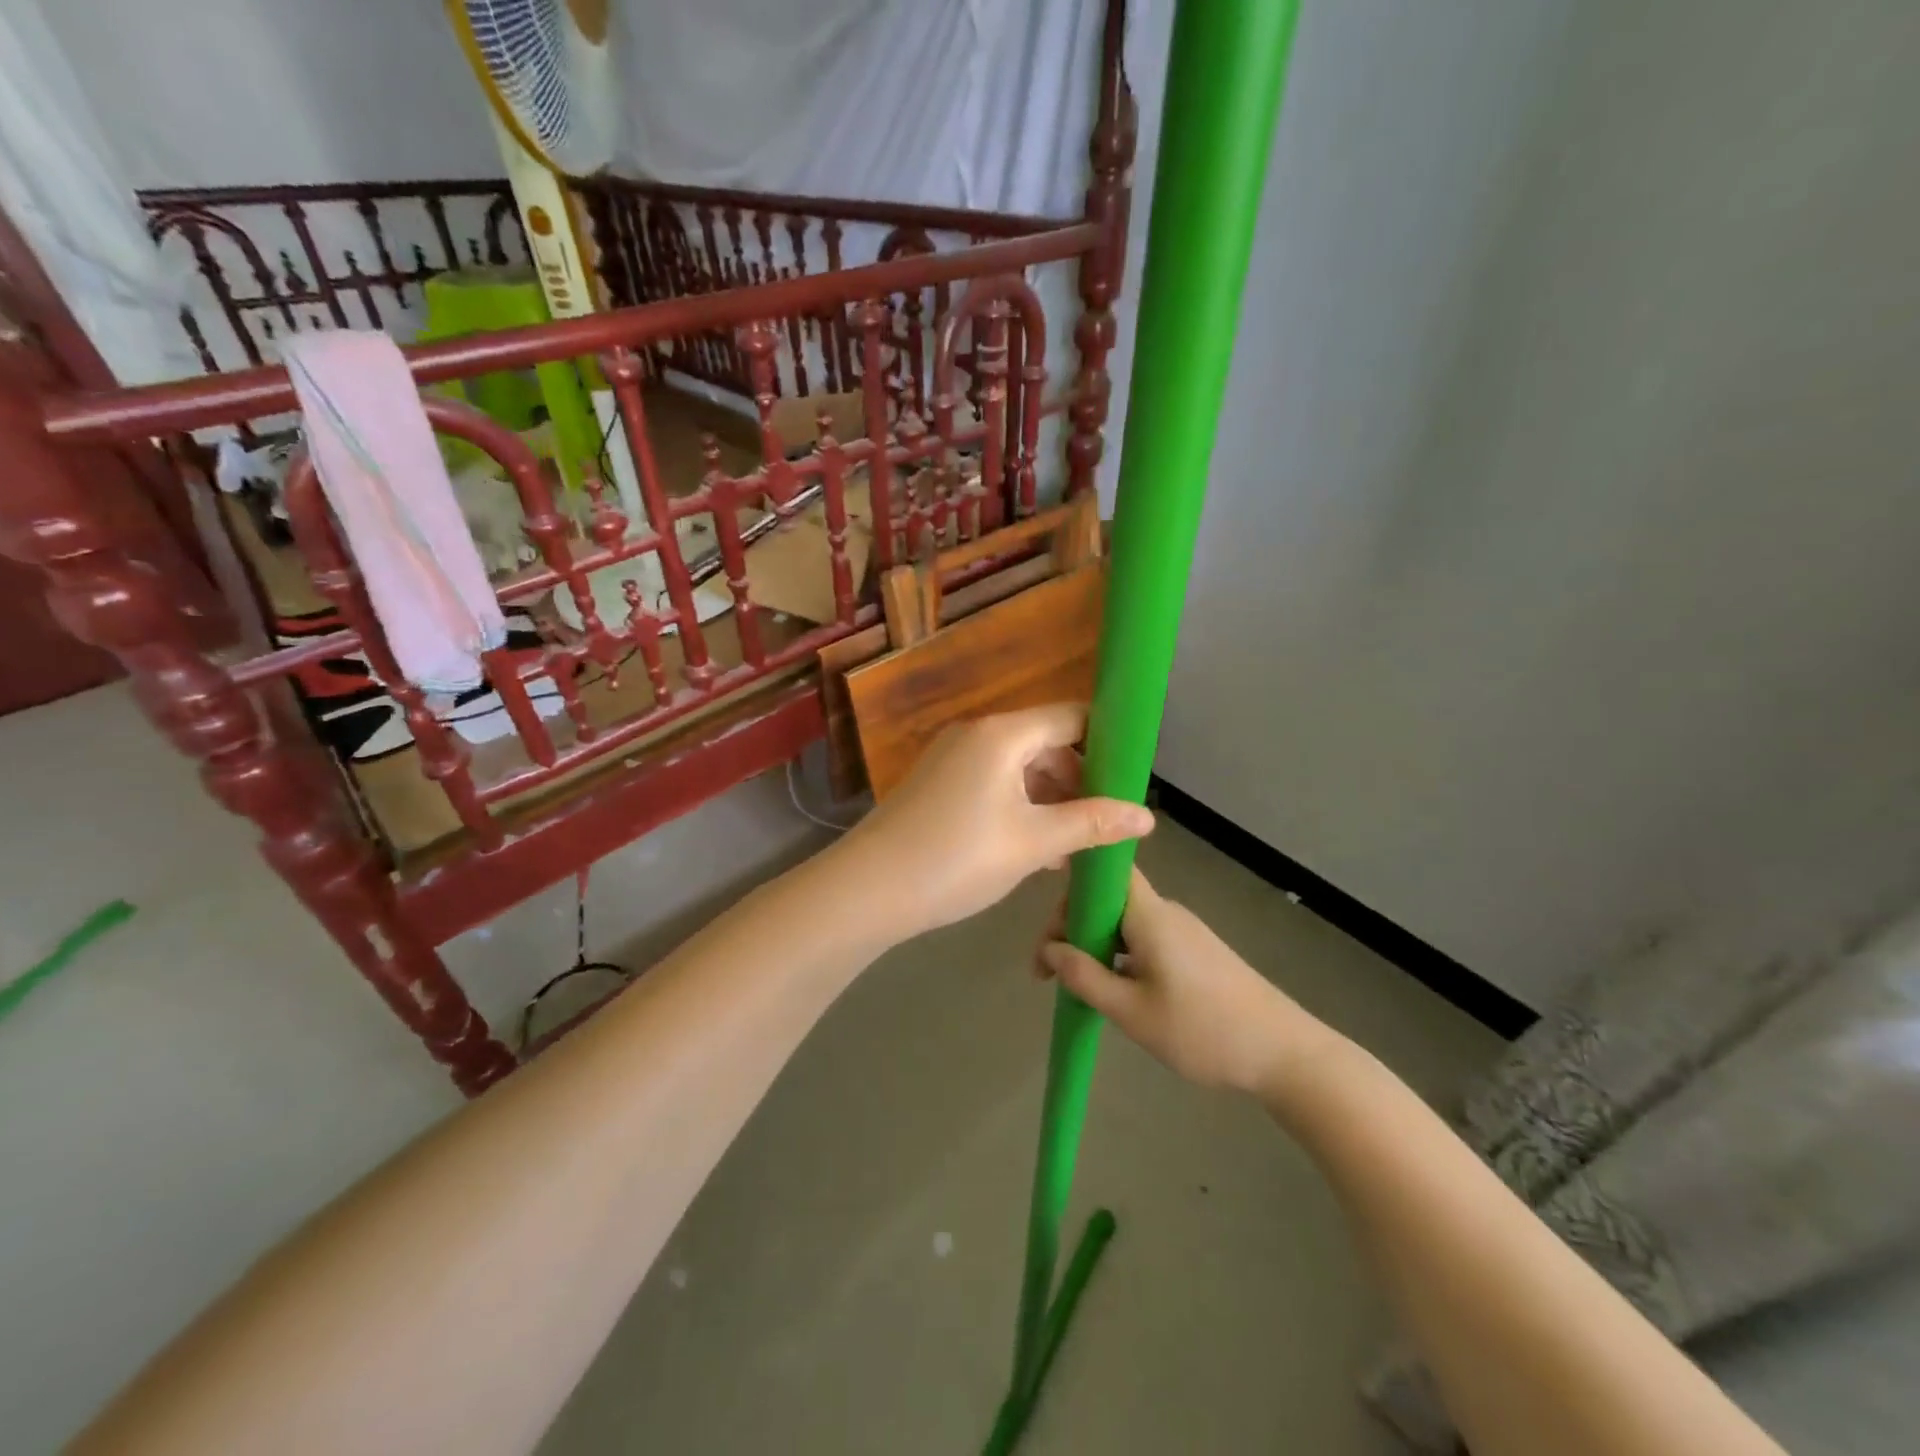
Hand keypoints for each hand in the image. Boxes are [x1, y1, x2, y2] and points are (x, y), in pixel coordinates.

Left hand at [837, 704, 1153, 942]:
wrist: (867, 889)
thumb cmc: (957, 859)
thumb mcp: (1033, 843)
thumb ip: (1092, 824)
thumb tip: (1148, 816)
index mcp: (1003, 734)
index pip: (1071, 717)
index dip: (1107, 742)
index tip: (1132, 778)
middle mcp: (977, 734)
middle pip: (1045, 742)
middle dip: (1080, 779)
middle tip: (1105, 821)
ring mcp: (952, 758)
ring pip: (1019, 767)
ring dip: (1050, 799)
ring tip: (1075, 845)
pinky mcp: (937, 783)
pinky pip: (993, 783)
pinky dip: (1019, 806)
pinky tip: (1035, 848)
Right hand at [1037, 869, 1338, 1095]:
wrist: (1284, 1053)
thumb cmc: (1203, 1030)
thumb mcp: (1132, 1012)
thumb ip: (1085, 977)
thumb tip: (1050, 949)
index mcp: (1150, 915)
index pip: (1104, 873)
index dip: (1071, 890)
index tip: (1049, 934)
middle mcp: (1165, 912)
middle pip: (1107, 899)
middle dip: (1072, 928)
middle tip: (1050, 975)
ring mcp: (1183, 932)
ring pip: (1123, 922)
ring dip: (1094, 946)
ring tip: (1076, 987)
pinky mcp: (1195, 952)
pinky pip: (1143, 939)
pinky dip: (1118, 956)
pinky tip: (1113, 990)